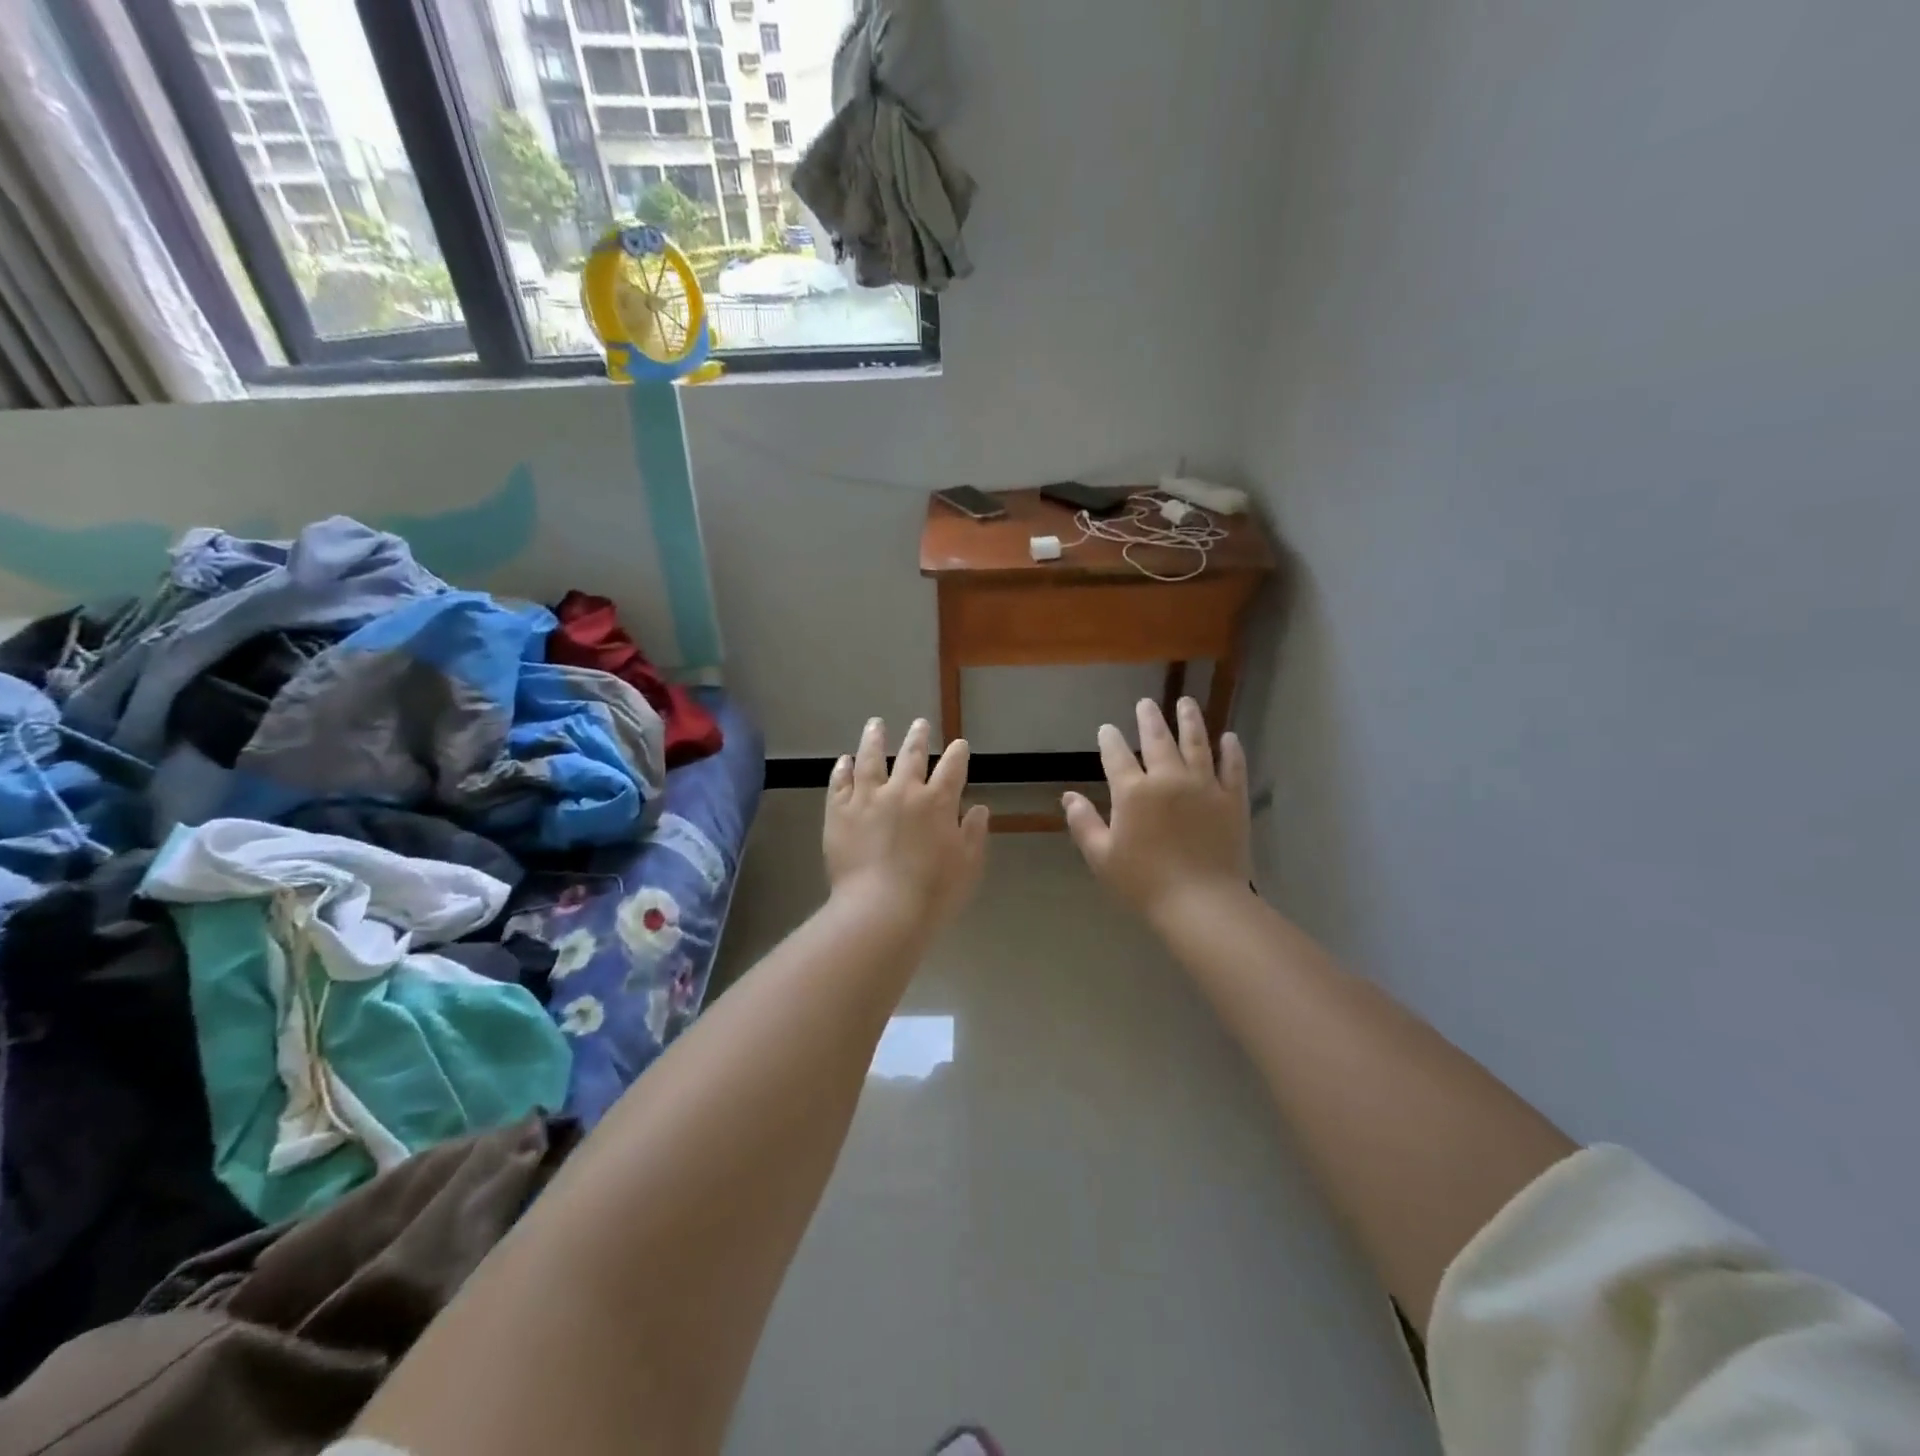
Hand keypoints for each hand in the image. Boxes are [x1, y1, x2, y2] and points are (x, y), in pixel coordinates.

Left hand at [825, 717, 990, 931]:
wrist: (880, 910)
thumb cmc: (932, 893)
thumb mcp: (967, 866)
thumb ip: (973, 834)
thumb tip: (978, 808)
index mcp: (937, 802)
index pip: (952, 768)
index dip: (957, 754)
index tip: (959, 745)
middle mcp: (903, 791)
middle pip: (911, 756)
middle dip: (918, 738)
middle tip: (919, 724)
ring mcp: (867, 799)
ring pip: (870, 759)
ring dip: (874, 739)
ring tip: (876, 724)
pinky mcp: (839, 813)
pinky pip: (840, 783)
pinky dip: (843, 769)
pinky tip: (844, 760)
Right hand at [1064, 698, 1253, 926]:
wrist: (1201, 903)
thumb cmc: (1144, 883)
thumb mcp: (1102, 857)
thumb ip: (1084, 823)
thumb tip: (1068, 797)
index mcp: (1133, 792)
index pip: (1117, 756)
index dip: (1110, 740)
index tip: (1107, 728)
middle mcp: (1169, 779)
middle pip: (1158, 740)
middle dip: (1149, 719)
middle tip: (1145, 703)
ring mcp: (1204, 787)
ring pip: (1197, 744)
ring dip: (1190, 720)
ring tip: (1186, 702)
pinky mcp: (1232, 800)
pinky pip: (1233, 768)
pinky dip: (1231, 751)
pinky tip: (1229, 737)